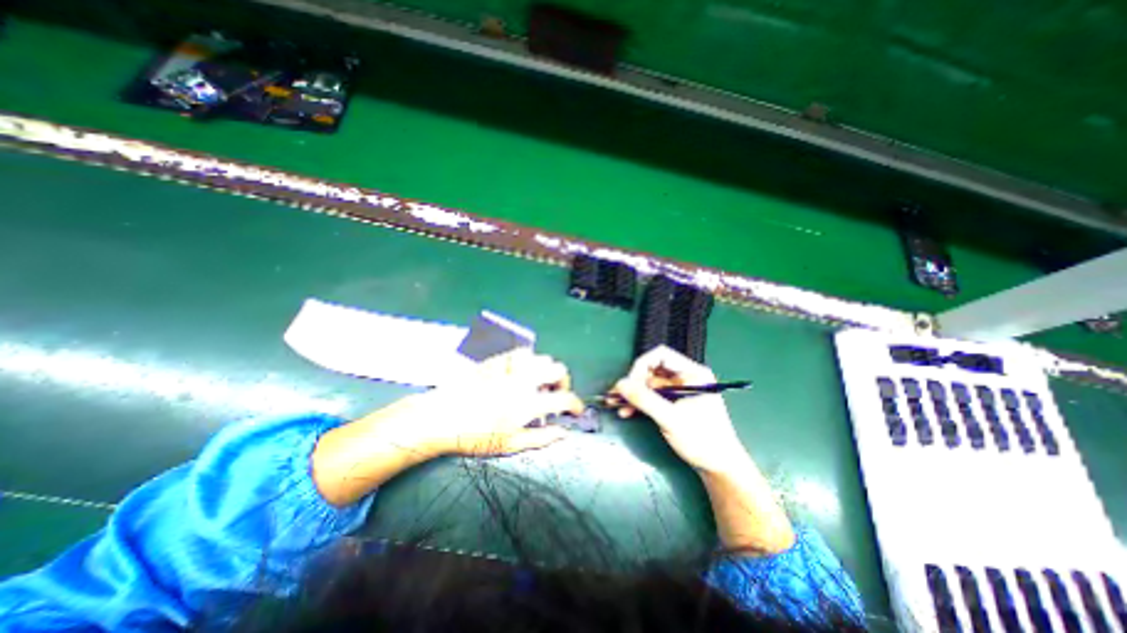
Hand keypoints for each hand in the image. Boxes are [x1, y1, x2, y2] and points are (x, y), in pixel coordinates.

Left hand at [382, 346, 584, 459]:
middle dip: (564, 382)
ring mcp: (511, 367)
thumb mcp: (510, 445)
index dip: (576, 405)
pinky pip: (521, 353)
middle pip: (558, 370)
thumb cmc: (476, 436)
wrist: (442, 417)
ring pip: (541, 357)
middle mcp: (525, 379)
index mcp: (530, 402)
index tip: (576, 411)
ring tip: (537, 384)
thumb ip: (542, 438)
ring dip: (546, 370)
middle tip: (555, 395)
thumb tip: (565, 433)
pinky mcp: (498, 360)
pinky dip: (528, 362)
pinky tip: (521, 372)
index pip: (565, 398)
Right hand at [615, 347, 789, 553]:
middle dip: (633, 382)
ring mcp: (680, 390)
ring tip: (616, 405)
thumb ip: (644, 400)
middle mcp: (685, 377)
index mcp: (692, 373)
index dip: (641, 365)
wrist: (719, 468)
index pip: (661, 355)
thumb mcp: (670, 418)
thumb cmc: (701, 440)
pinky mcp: (674, 403)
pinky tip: (627, 412)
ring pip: (650, 384)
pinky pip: (653, 397)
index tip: (629, 383)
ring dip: (633, 394)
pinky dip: (640, 403)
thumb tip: (619, 385)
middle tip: (617, 395)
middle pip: (653, 369)